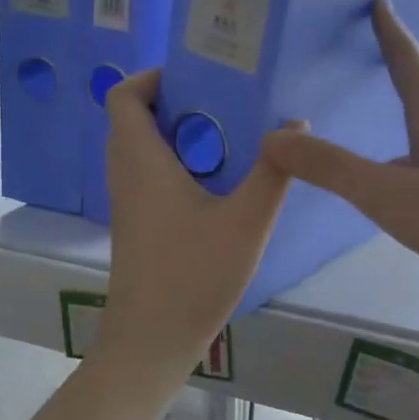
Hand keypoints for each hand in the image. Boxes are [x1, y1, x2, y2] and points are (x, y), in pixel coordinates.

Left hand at [96, 70, 293, 379]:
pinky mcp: (136, 225)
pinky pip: (147, 174)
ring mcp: (127, 203)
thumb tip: (296, 124)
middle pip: (132, 118)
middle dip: (174, 101)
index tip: (196, 76)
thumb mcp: (247, 221)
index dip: (152, 77)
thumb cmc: (194, 276)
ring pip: (140, 149)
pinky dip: (174, 162)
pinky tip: (217, 181)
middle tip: (223, 101)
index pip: (122, 96)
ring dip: (176, 134)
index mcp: (142, 162)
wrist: (151, 342)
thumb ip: (274, 172)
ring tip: (227, 134)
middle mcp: (126, 175)